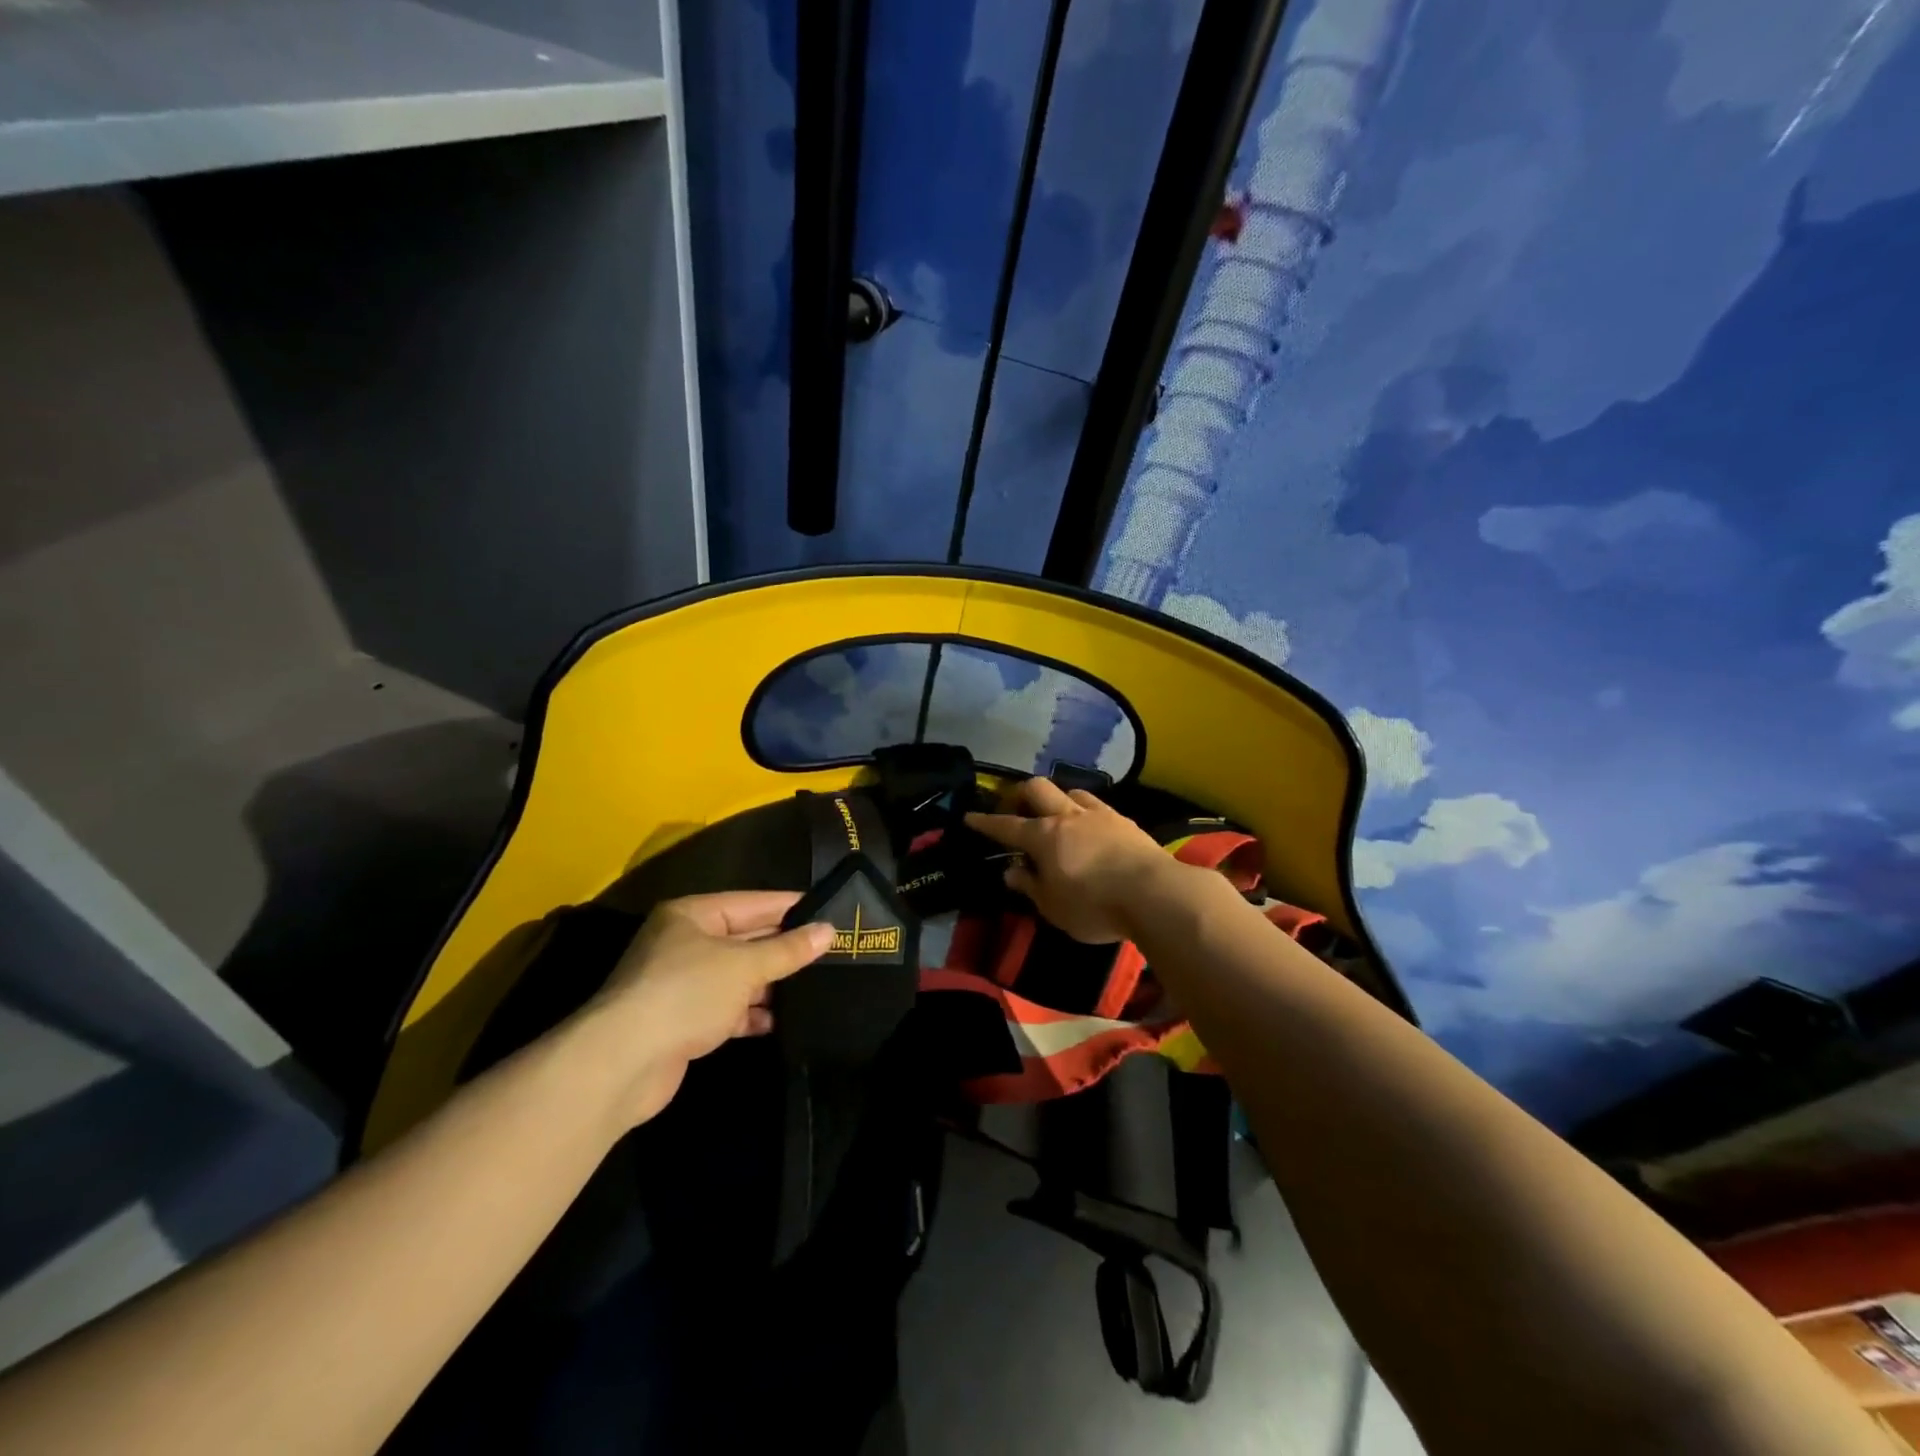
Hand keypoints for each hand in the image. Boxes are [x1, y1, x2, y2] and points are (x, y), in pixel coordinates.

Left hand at [583, 892, 831, 1125]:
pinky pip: (726, 1009)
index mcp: (692, 915)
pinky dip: (750, 1014)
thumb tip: (828, 931)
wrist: (623, 1063)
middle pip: (744, 939)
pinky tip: (780, 1022)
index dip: (789, 907)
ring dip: (769, 984)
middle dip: (782, 948)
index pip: (751, 903)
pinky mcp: (682, 1021)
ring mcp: (681, 983)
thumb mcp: (745, 966)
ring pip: (737, 976)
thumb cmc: (686, 993)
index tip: (829, 911)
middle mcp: (684, 943)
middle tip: (831, 951)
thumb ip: (788, 950)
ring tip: (816, 986)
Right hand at [965, 777, 1177, 943]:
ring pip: (1070, 791)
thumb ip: (1030, 886)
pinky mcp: (1125, 821)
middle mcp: (1068, 816)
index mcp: (1044, 836)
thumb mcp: (1053, 907)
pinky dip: (1085, 811)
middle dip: (1021, 795)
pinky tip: (1090, 827)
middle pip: (1038, 789)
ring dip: (1057, 799)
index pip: (1006, 825)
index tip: (970, 817)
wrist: (1155, 894)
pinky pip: (1097, 805)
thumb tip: (1011, 871)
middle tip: (1016, 811)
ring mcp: (1099, 814)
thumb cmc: (1095, 906)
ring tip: (1057, 817)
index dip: (986, 822)